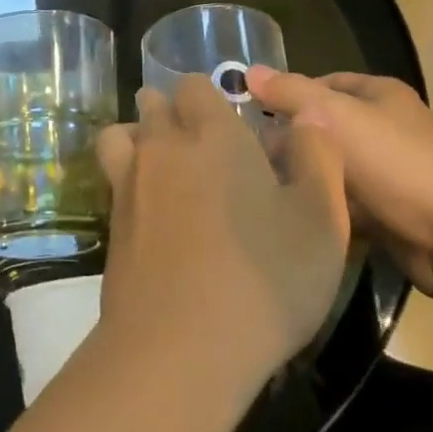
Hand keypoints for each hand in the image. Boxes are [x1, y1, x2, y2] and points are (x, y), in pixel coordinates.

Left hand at [95, 76, 349, 398]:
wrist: (181, 346)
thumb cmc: (265, 278)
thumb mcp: (321, 221)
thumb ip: (318, 158)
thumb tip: (308, 118)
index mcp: (214, 135)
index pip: (195, 85)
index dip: (211, 97)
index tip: (232, 124)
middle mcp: (163, 146)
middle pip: (153, 103)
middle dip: (172, 111)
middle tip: (203, 147)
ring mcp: (128, 183)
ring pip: (121, 134)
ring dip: (138, 137)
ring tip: (166, 168)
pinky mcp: (111, 223)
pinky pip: (112, 179)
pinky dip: (127, 180)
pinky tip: (152, 213)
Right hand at [246, 68, 432, 303]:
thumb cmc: (394, 163)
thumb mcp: (334, 116)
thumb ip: (290, 92)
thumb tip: (248, 71)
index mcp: (381, 95)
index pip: (324, 84)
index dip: (291, 95)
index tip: (255, 116)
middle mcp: (389, 127)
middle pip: (328, 128)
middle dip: (295, 142)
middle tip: (254, 159)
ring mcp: (394, 172)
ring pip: (336, 169)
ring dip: (310, 178)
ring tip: (267, 189)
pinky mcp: (394, 213)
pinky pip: (349, 204)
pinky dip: (328, 208)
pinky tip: (298, 217)